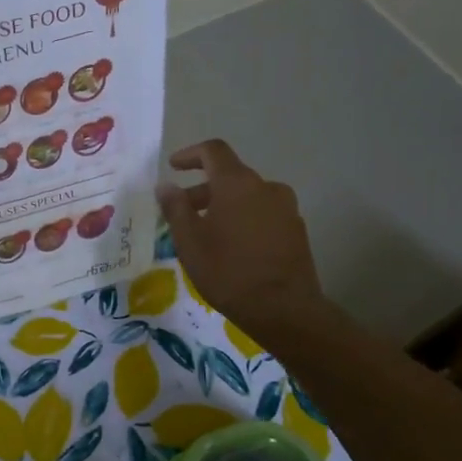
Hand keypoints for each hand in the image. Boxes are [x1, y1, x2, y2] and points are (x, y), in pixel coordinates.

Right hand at [157, 140, 327, 349]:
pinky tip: (231, 247)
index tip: (173, 166)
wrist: (284, 309)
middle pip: (229, 176)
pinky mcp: (296, 230)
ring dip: (223, 206)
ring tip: (205, 234)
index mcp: (237, 183)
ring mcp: (286, 208)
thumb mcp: (189, 241)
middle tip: (180, 212)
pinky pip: (263, 214)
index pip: (213, 151)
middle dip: (202, 190)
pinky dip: (243, 220)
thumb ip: (175, 208)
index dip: (190, 154)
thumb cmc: (228, 271)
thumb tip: (165, 186)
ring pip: (247, 197)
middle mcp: (266, 187)